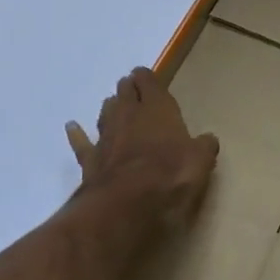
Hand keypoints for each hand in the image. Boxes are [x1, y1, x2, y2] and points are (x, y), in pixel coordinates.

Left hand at [66, 67, 218, 235]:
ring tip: (111, 103)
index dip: (147, 78)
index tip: (146, 76)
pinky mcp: (91, 160)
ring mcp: (107, 137)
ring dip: (109, 107)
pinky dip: (77, 134)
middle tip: (131, 88)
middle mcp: (129, 115)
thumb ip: (203, 146)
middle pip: (125, 93)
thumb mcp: (200, 161)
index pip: (149, 83)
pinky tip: (72, 127)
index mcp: (157, 109)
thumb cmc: (170, 175)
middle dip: (128, 89)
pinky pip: (82, 143)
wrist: (126, 204)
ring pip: (105, 113)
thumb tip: (208, 140)